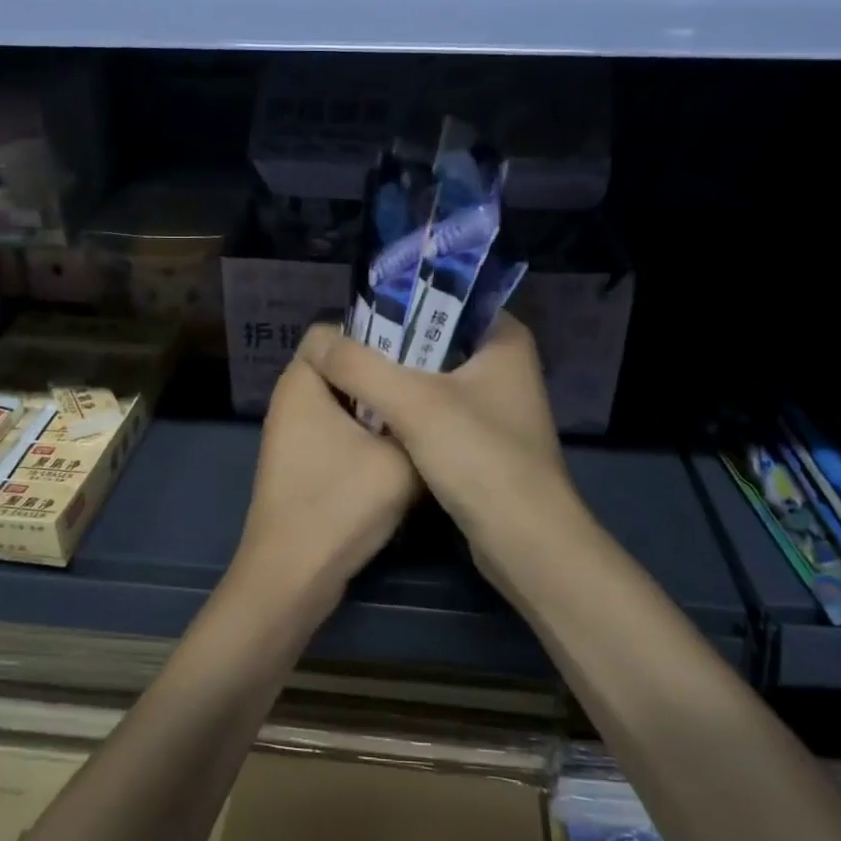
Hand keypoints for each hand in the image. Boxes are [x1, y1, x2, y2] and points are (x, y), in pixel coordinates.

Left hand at [232, 352, 417, 616]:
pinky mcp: (302, 462)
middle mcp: (292, 399)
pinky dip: (366, 433)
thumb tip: (440, 410)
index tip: (417, 349)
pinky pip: (338, 430)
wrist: (292, 576)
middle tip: (430, 379)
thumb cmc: (338, 504)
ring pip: (344, 402)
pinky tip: (403, 449)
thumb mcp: (400, 460)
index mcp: (302, 381)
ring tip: (425, 412)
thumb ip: (423, 426)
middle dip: (383, 371)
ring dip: (379, 407)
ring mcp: (293, 433)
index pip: (333, 330)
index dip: (375, 332)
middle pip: (342, 366)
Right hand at [297, 315, 587, 585]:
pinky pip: (435, 410)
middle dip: (387, 346)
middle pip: (432, 339)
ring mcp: (494, 404)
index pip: (444, 298)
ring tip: (345, 375)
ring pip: (431, 377)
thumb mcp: (412, 403)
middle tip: (340, 349)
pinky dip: (405, 411)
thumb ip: (359, 366)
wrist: (525, 542)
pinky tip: (370, 416)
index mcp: (503, 337)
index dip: (397, 303)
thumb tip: (314, 340)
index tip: (353, 316)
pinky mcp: (482, 439)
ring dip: (392, 380)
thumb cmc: (479, 457)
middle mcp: (503, 364)